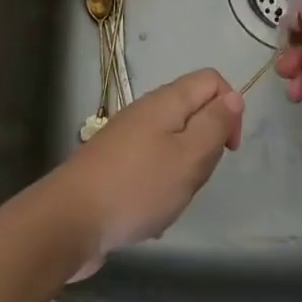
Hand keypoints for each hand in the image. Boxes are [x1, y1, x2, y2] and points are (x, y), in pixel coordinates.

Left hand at [41, 68, 242, 278]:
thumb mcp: (188, 157)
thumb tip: (232, 97)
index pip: (211, 80)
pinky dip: (159, 189)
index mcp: (166, 101)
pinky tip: (149, 217)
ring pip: (173, 144)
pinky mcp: (114, 164)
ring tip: (171, 201)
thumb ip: (215, 124)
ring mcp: (127, 137)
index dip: (229, 108)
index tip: (228, 148)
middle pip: (193, 112)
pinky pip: (151, 168)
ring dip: (183, 172)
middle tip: (195, 178)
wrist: (68, 221)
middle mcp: (146, 111)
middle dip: (205, 146)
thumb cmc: (137, 187)